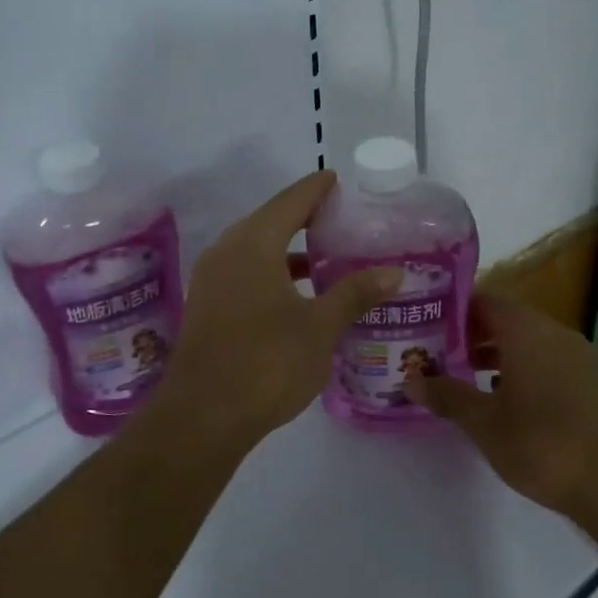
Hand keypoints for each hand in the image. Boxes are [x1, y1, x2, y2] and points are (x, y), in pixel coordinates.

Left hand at [150, 171, 401, 451]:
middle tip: (343, 220)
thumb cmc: (266, 363)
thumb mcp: (319, 327)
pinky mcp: (208, 307)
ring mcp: (212, 280)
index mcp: (253, 244)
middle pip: (270, 221)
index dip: (317, 189)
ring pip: (256, 250)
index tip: (339, 180)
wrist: (203, 416)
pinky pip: (245, 273)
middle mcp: (226, 252)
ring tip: (328, 257)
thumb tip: (394, 271)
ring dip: (289, 249)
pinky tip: (298, 294)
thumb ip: (354, 293)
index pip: (291, 202)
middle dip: (305, 218)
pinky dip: (273, 272)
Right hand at [404, 293, 597, 514]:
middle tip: (434, 353)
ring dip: (494, 355)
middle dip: (469, 335)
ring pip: (526, 342)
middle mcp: (554, 333)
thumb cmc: (541, 442)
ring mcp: (577, 357)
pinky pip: (546, 362)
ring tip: (461, 377)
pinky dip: (520, 370)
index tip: (424, 325)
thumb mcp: (483, 421)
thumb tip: (410, 379)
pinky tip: (502, 400)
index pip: (483, 301)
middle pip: (504, 320)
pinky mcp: (590, 382)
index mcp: (526, 330)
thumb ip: (446, 395)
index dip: (452, 310)